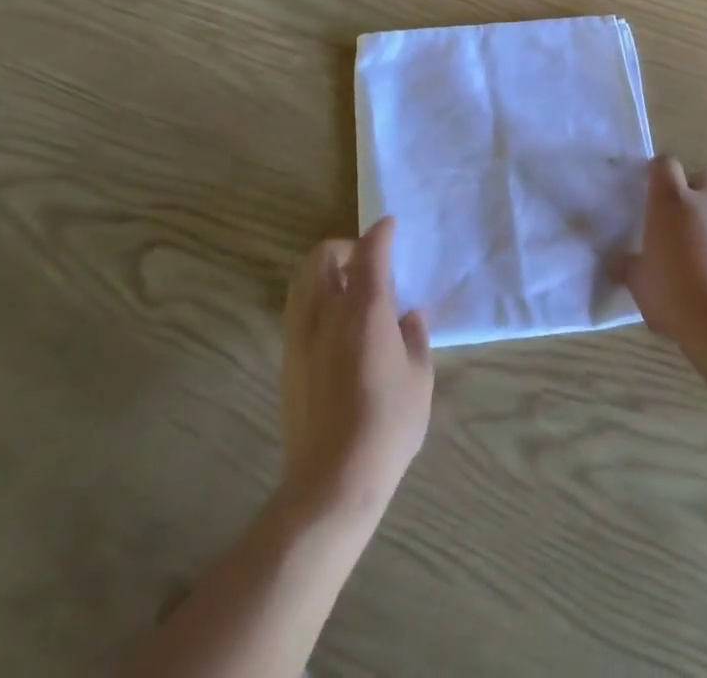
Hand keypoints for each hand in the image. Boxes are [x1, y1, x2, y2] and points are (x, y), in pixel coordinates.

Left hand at [280, 217, 432, 519]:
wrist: (332, 480)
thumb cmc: (387, 425)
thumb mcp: (419, 379)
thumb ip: (414, 337)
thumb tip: (408, 316)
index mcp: (365, 310)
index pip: (369, 252)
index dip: (380, 233)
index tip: (389, 225)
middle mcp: (327, 312)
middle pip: (322, 255)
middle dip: (344, 247)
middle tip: (366, 262)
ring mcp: (301, 334)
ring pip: (303, 278)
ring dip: (324, 271)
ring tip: (348, 289)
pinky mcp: (288, 358)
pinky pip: (297, 307)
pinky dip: (314, 298)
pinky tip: (334, 324)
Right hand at [621, 157, 706, 347]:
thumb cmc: (675, 297)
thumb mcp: (639, 284)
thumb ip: (627, 266)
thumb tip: (616, 262)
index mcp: (671, 202)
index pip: (665, 164)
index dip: (658, 172)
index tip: (650, 189)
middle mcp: (706, 203)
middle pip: (702, 177)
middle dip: (693, 191)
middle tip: (679, 220)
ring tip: (702, 256)